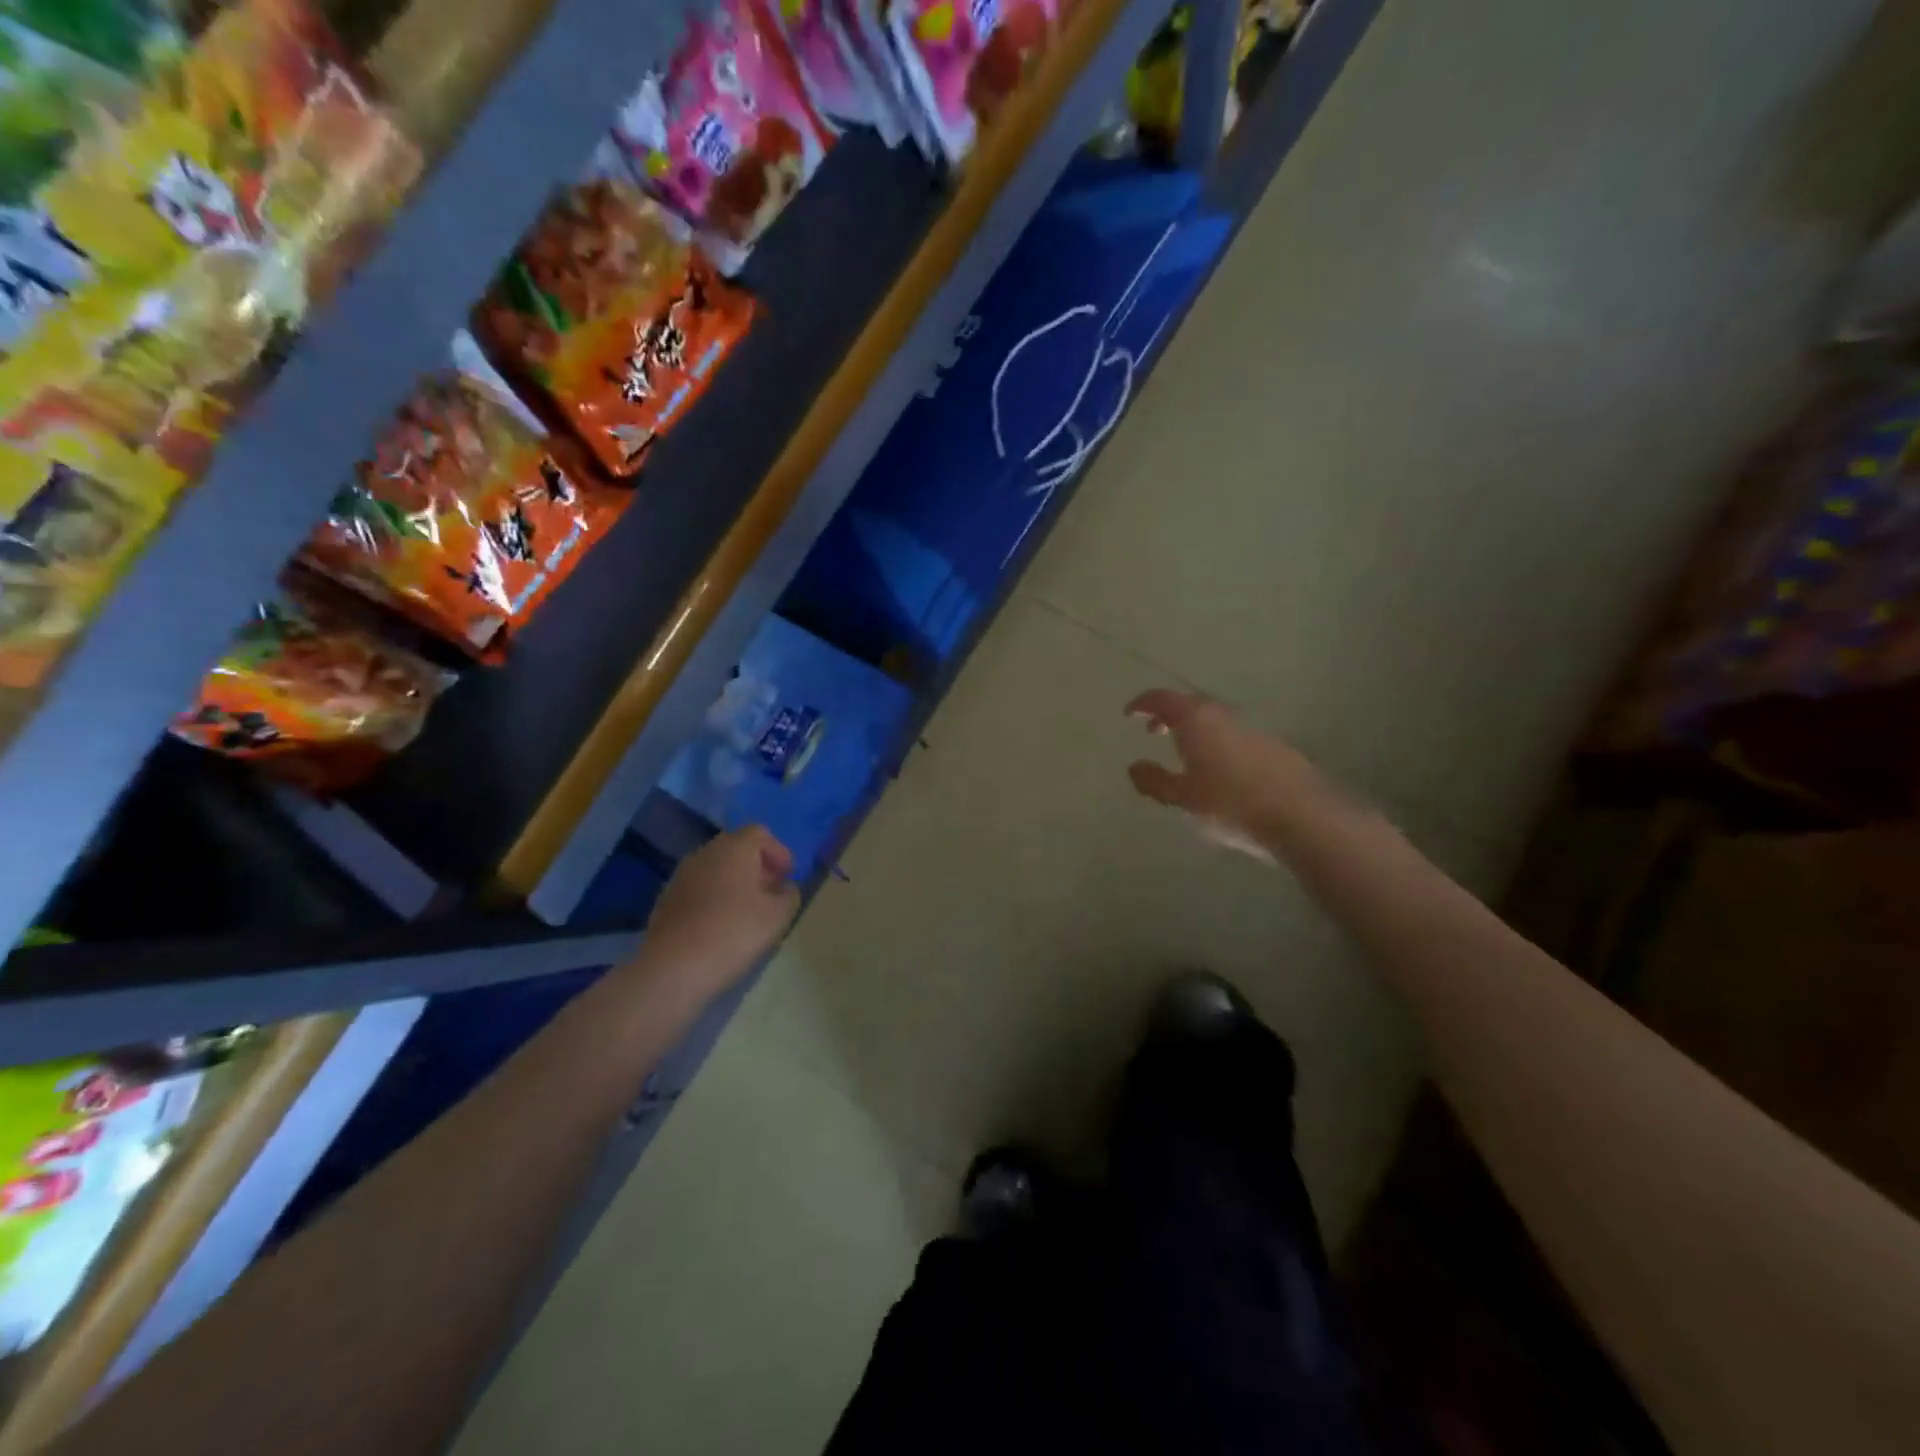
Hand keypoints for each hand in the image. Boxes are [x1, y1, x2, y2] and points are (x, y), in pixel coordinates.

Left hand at [638, 826, 800, 1003]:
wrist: (674, 967)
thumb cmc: (734, 932)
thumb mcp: (778, 915)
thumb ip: (789, 895)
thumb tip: (785, 888)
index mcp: (734, 848)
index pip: (759, 833)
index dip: (778, 852)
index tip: (788, 878)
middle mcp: (705, 853)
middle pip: (736, 849)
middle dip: (756, 867)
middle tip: (770, 893)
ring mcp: (681, 876)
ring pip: (715, 869)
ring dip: (733, 883)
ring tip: (747, 913)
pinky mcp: (666, 900)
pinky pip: (698, 889)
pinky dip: (713, 899)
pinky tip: (720, 926)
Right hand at [1125, 689, 1320, 851]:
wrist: (1302, 817)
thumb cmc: (1230, 804)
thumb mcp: (1183, 798)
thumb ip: (1154, 781)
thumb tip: (1133, 767)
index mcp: (1196, 720)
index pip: (1162, 699)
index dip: (1143, 704)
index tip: (1129, 714)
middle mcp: (1224, 716)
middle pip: (1191, 705)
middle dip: (1170, 715)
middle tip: (1155, 732)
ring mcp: (1253, 730)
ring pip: (1216, 720)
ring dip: (1196, 730)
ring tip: (1185, 753)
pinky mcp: (1275, 747)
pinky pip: (1236, 736)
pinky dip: (1218, 743)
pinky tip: (1220, 770)